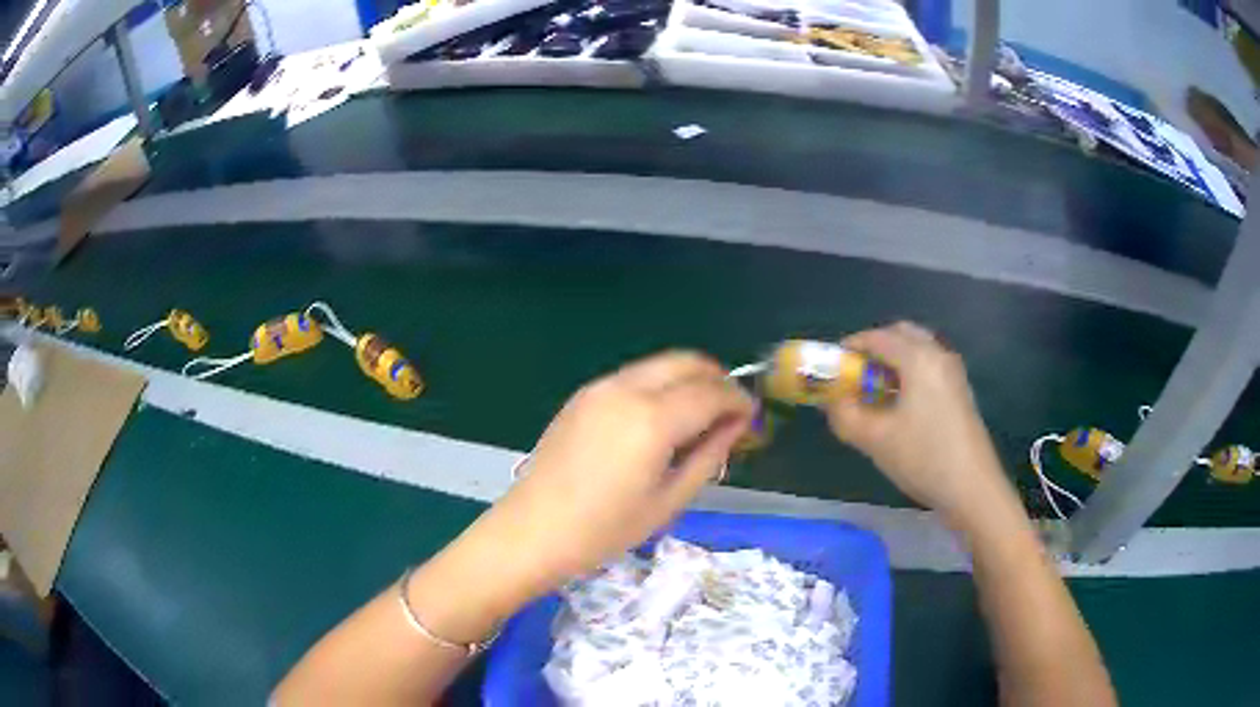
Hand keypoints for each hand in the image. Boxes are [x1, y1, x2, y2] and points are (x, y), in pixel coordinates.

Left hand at [471, 351, 755, 598]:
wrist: (532, 531)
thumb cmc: (604, 530)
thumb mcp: (669, 500)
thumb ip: (709, 456)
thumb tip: (737, 425)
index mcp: (652, 419)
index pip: (711, 392)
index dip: (738, 400)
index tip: (752, 417)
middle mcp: (626, 389)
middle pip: (686, 361)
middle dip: (717, 378)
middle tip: (731, 411)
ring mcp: (600, 387)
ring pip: (659, 364)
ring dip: (688, 379)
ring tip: (700, 416)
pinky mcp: (583, 395)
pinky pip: (634, 376)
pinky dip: (660, 385)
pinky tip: (662, 419)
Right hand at [825, 322, 1013, 527]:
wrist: (972, 488)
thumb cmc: (923, 458)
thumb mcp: (875, 440)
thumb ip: (845, 415)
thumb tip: (831, 401)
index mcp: (918, 358)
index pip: (878, 337)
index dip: (852, 346)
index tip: (833, 363)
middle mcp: (938, 355)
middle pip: (903, 334)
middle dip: (876, 347)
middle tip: (855, 372)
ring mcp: (953, 373)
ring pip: (919, 350)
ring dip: (894, 360)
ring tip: (874, 390)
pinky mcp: (960, 392)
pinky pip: (930, 367)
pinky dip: (910, 372)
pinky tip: (900, 405)